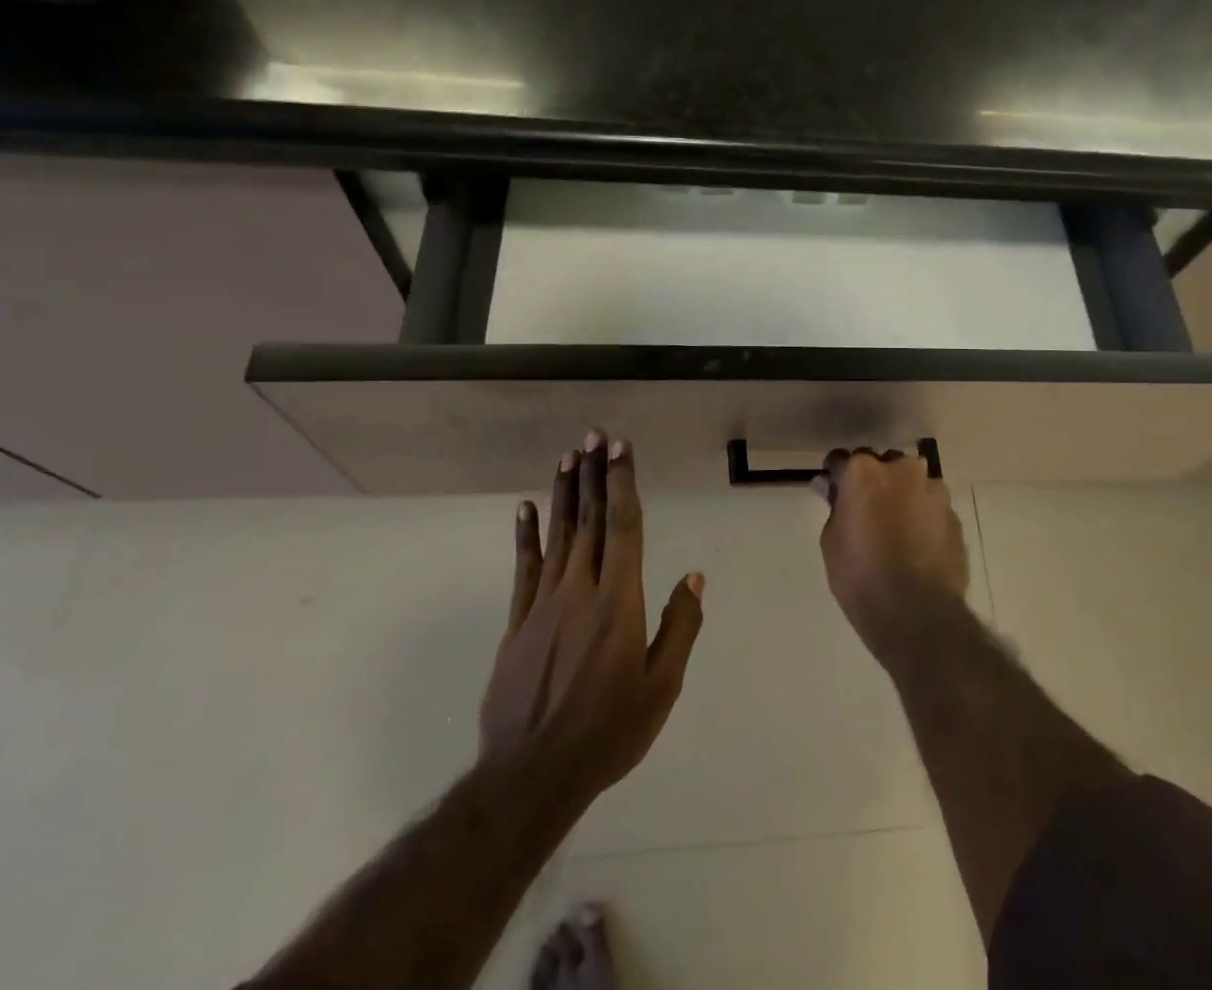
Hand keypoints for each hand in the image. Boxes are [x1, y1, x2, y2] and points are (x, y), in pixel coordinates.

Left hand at [480, 430, 704, 807]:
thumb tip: (694, 578)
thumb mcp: (661, 687)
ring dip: (566, 493)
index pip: (623, 528)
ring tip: (568, 456)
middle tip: (595, 435)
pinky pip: (524, 569)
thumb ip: (679, 627)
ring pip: (558, 536)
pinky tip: (527, 507)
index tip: (620, 449)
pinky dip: (527, 535)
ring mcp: (543, 605)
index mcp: (618, 602)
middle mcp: (580, 590)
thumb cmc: (608, 731)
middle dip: (595, 475)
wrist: (531, 776)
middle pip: (590, 521)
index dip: (622, 484)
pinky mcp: (517, 624)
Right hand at [814, 448, 969, 663]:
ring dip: (902, 498)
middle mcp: (902, 469)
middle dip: (874, 482)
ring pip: (911, 484)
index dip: (836, 478)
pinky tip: (917, 547)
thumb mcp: (832, 541)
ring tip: (897, 532)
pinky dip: (922, 518)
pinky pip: (931, 507)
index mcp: (864, 471)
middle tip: (866, 514)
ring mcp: (934, 490)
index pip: (841, 460)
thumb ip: (834, 506)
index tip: (833, 495)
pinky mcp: (954, 515)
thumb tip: (831, 487)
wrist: (918, 614)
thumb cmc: (861, 576)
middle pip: (882, 466)